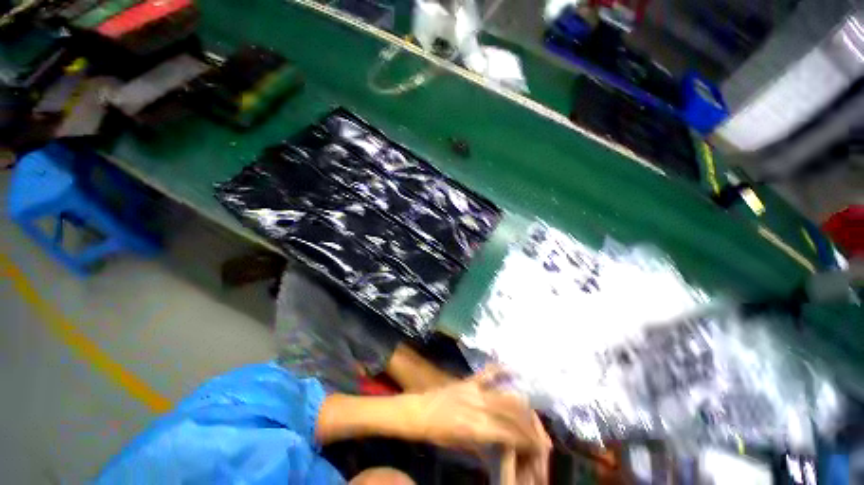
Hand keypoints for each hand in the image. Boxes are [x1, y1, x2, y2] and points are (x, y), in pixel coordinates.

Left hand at [405, 366, 550, 481]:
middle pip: (514, 415)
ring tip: (535, 418)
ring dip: (525, 408)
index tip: (540, 446)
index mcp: (473, 427)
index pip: (509, 434)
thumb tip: (504, 452)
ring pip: (508, 398)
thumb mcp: (456, 446)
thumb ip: (482, 448)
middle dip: (532, 426)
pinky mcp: (467, 381)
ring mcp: (473, 391)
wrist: (409, 412)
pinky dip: (502, 370)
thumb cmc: (431, 434)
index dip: (528, 440)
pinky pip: (488, 373)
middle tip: (542, 435)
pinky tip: (515, 370)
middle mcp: (478, 407)